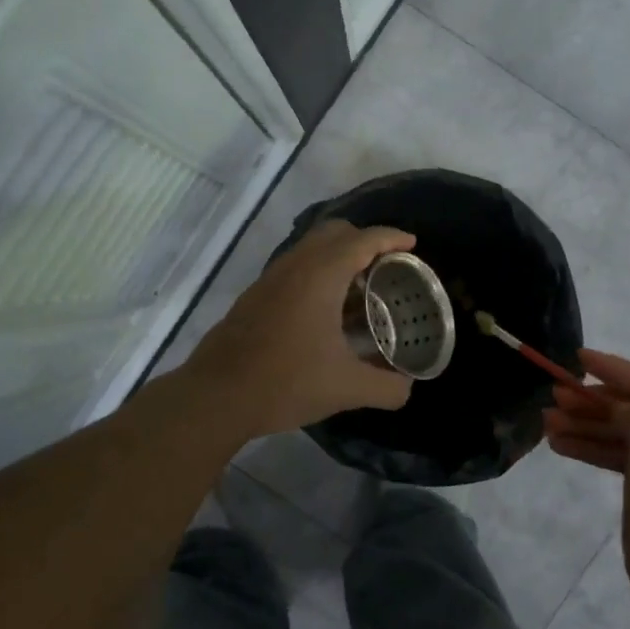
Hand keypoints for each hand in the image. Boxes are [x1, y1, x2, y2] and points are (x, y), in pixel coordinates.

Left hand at [188, 220, 416, 437]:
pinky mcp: (255, 296)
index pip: (363, 240)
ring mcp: (270, 279)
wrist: (217, 396)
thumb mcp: (347, 389)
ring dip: (339, 258)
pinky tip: (327, 313)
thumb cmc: (286, 382)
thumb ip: (387, 387)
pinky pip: (295, 268)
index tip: (412, 245)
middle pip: (334, 232)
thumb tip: (407, 388)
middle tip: (388, 266)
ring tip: (361, 291)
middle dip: (365, 240)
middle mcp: (294, 266)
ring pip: (310, 250)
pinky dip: (318, 274)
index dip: (391, 238)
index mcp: (320, 275)